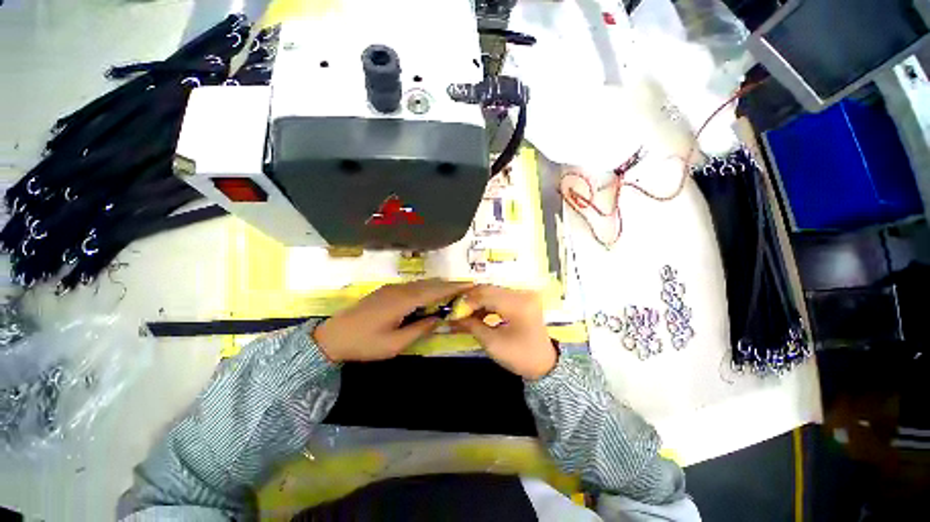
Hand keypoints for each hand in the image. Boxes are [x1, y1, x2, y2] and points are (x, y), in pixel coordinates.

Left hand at [313, 279, 472, 362]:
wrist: (332, 336)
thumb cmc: (365, 344)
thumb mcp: (395, 344)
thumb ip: (420, 329)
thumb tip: (439, 318)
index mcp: (403, 301)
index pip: (434, 291)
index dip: (453, 288)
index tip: (470, 285)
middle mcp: (400, 289)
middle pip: (429, 284)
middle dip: (448, 285)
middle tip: (466, 288)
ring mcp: (392, 288)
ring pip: (421, 283)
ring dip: (437, 286)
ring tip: (452, 291)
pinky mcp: (386, 290)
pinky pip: (412, 286)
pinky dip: (426, 288)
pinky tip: (430, 295)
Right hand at [452, 285, 556, 379]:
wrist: (544, 364)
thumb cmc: (519, 357)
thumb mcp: (493, 343)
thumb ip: (472, 326)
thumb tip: (453, 317)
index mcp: (518, 305)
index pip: (486, 295)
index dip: (467, 302)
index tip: (453, 311)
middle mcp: (522, 294)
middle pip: (489, 289)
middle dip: (471, 299)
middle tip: (457, 310)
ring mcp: (523, 295)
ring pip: (493, 291)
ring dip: (478, 300)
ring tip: (465, 313)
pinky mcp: (522, 299)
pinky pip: (500, 296)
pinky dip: (487, 303)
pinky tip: (478, 313)